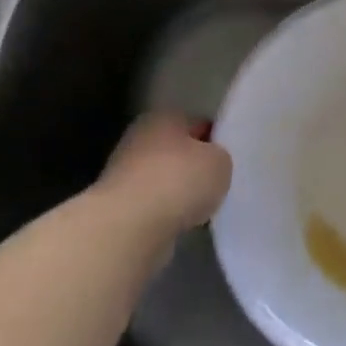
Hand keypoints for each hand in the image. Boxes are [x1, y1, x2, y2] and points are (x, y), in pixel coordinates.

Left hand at [97, 113, 232, 239]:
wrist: (130, 227)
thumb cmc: (179, 181)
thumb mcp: (220, 162)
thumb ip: (219, 157)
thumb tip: (210, 163)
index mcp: (163, 117)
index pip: (197, 123)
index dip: (215, 140)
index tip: (227, 159)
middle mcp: (139, 138)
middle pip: (177, 151)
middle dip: (194, 167)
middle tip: (217, 184)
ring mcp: (123, 173)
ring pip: (163, 179)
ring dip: (179, 192)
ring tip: (201, 208)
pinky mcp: (118, 206)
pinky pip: (153, 205)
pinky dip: (165, 213)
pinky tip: (180, 223)